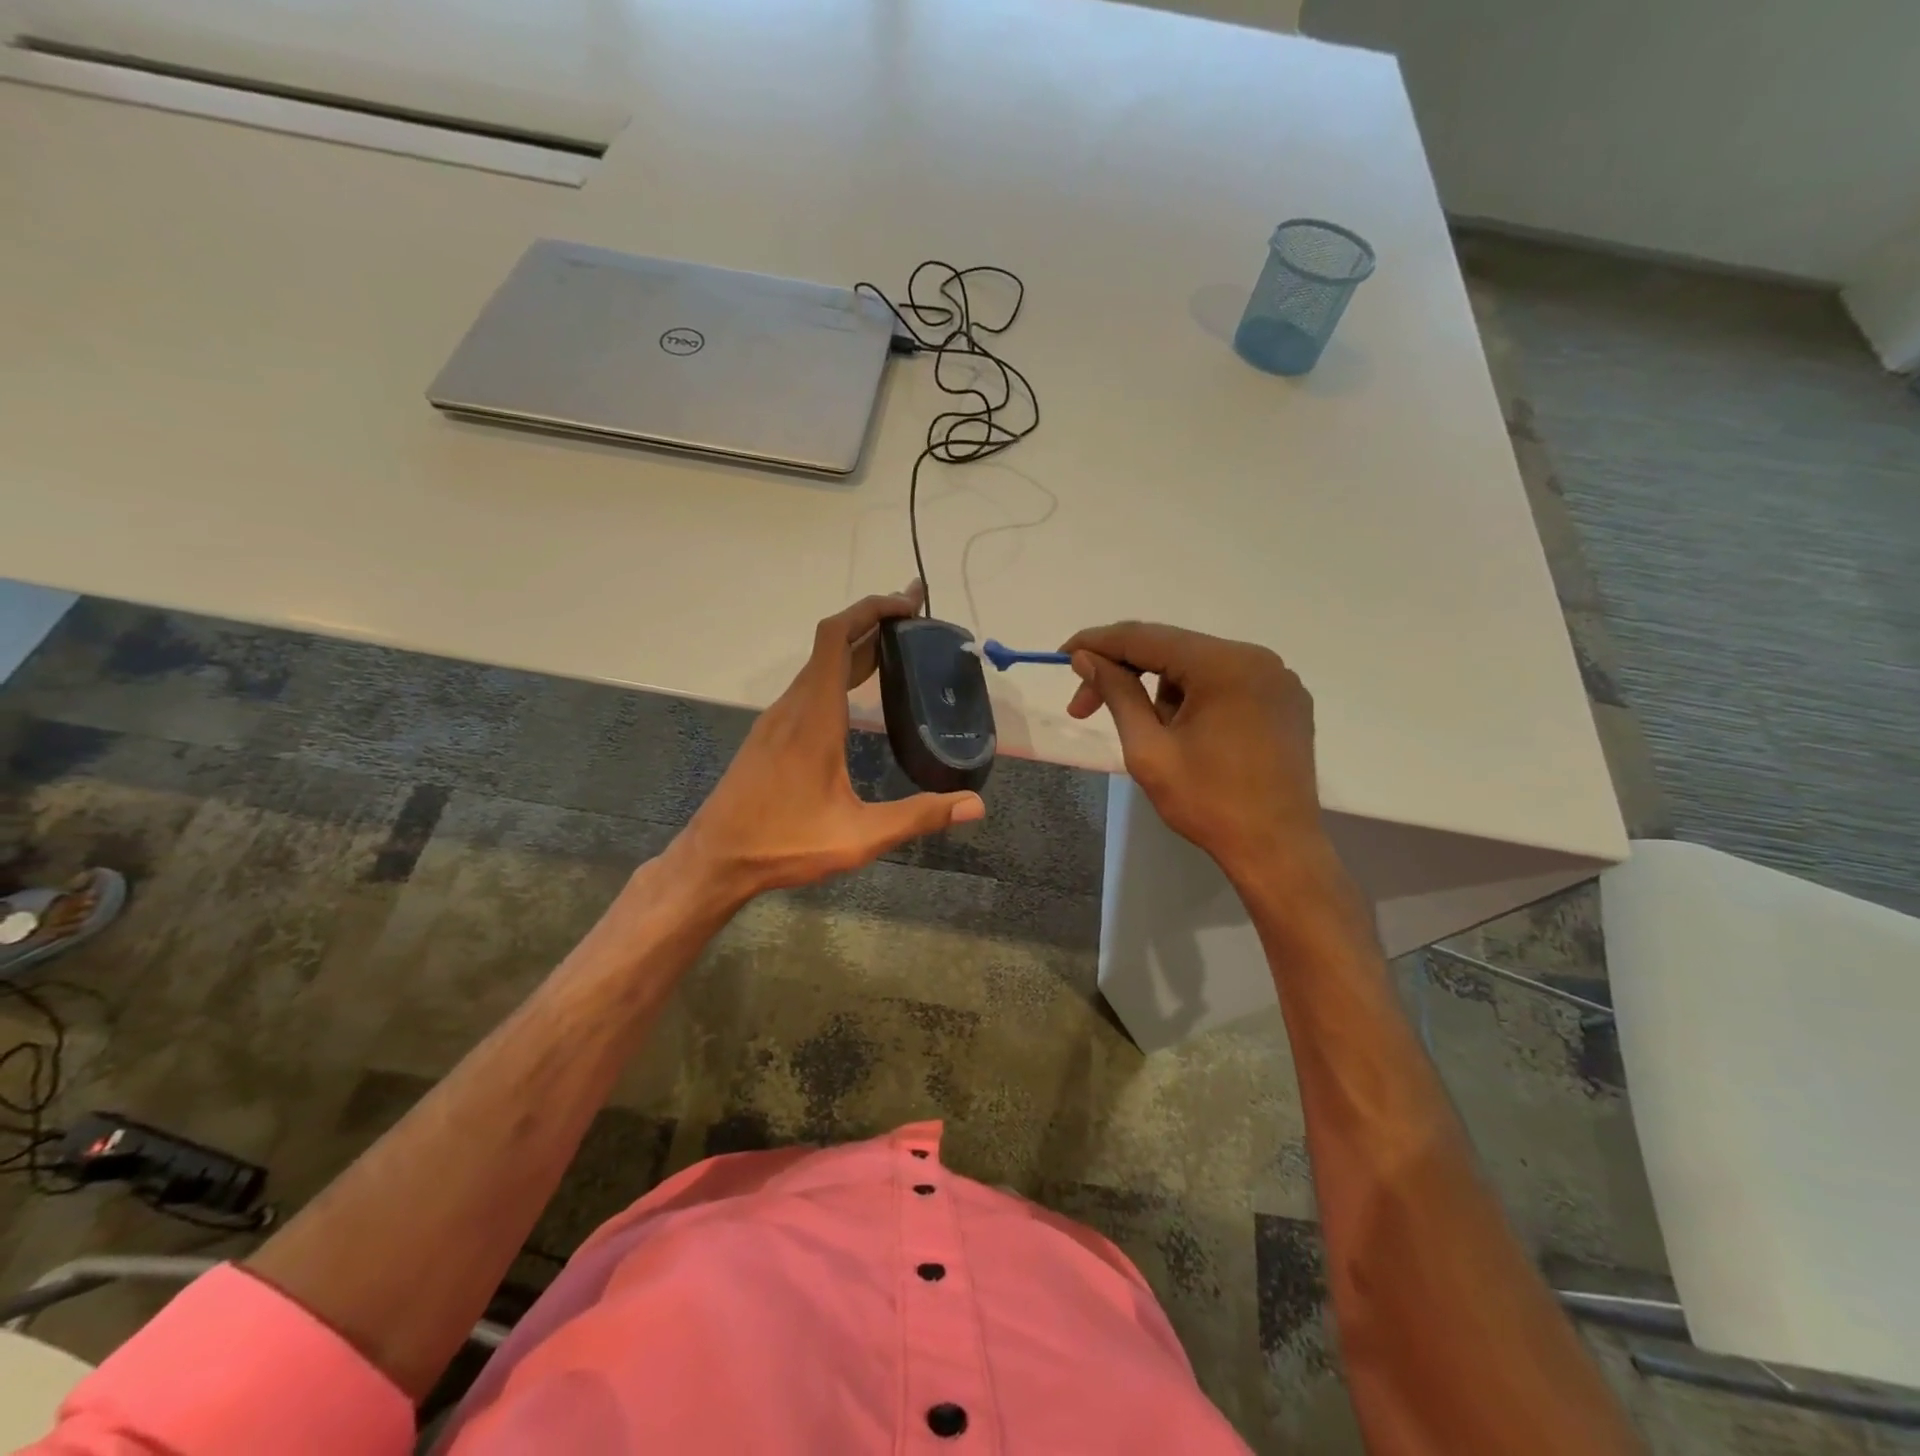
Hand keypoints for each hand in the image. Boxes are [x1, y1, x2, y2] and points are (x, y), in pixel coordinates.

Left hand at [676, 582, 984, 904]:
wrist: (715, 859)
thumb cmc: (784, 843)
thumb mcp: (858, 837)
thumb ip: (917, 817)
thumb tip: (976, 805)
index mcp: (814, 717)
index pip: (837, 637)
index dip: (872, 610)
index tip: (909, 602)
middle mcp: (794, 707)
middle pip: (831, 643)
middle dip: (874, 621)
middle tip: (918, 617)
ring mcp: (777, 720)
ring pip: (818, 665)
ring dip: (856, 646)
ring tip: (898, 648)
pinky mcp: (771, 735)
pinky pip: (809, 686)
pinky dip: (839, 671)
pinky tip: (858, 695)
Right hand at [1062, 622, 1322, 882]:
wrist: (1277, 851)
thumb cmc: (1208, 804)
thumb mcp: (1149, 749)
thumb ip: (1117, 694)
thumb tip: (1085, 659)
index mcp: (1223, 665)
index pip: (1145, 637)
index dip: (1098, 643)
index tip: (1063, 656)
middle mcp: (1256, 657)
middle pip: (1172, 649)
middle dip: (1125, 673)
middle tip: (1084, 708)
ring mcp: (1276, 678)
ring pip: (1197, 666)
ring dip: (1162, 691)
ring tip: (1155, 738)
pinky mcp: (1285, 700)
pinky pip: (1226, 682)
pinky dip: (1195, 697)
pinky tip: (1187, 733)